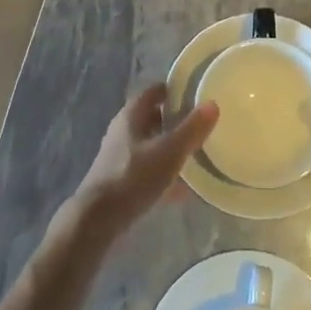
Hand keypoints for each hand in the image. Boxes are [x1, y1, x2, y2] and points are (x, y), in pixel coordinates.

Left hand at [70, 84, 219, 236]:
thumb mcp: (168, 151)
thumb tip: (213, 104)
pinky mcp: (120, 181)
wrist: (98, 219)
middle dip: (175, 120)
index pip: (153, 92)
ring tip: (197, 154)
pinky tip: (184, 189)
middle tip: (201, 124)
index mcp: (131, 116)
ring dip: (170, 147)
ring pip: (150, 145)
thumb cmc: (133, 176)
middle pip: (152, 118)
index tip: (195, 93)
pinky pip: (148, 170)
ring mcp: (120, 157)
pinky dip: (164, 173)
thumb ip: (191, 129)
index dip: (173, 90)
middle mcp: (123, 131)